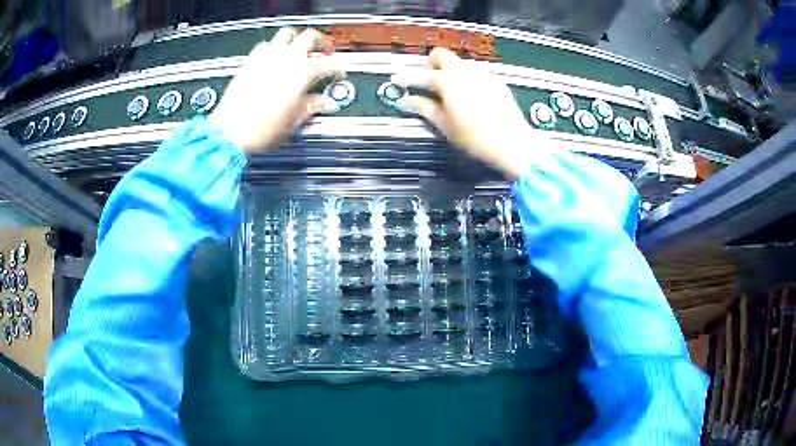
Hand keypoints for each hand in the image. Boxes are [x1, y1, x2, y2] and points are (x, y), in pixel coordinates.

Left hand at [209, 28, 342, 151]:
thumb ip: (313, 106)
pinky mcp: (251, 60)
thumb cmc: (261, 128)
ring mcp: (268, 56)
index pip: (329, 63)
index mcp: (303, 72)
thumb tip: (326, 103)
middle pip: (310, 37)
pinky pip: (266, 44)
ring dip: (297, 38)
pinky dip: (274, 46)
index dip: (338, 69)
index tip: (338, 74)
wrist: (231, 131)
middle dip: (322, 42)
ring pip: (287, 33)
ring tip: (300, 47)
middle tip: (325, 50)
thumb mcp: (294, 120)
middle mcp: (287, 58)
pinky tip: (274, 56)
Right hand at [392, 48, 541, 179]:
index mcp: (448, 82)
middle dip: (431, 63)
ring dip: (451, 69)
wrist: (512, 143)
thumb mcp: (445, 125)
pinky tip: (471, 92)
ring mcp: (483, 74)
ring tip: (449, 87)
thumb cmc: (474, 137)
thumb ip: (425, 108)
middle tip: (427, 77)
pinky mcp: (497, 81)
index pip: (422, 75)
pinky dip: (468, 76)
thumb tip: (406, 101)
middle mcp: (465, 72)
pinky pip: (477, 71)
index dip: (407, 78)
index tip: (397, 80)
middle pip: (443, 55)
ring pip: (461, 62)